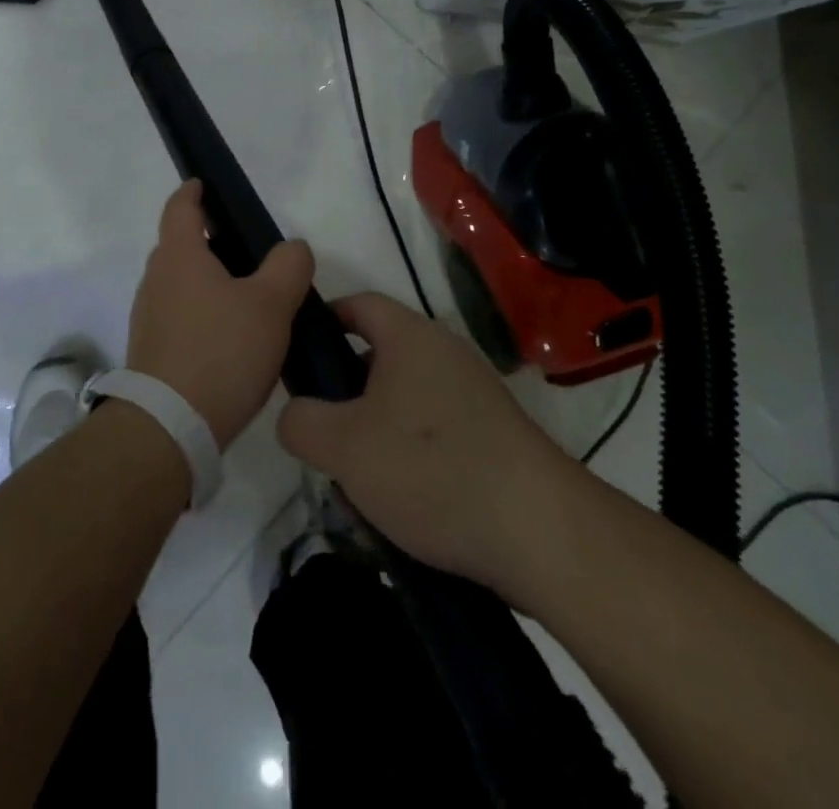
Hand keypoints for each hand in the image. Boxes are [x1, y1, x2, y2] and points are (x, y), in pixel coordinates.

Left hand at [126, 180, 313, 450]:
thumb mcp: (270, 305)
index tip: (203, 184)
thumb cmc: (221, 352)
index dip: (193, 192)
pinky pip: (180, 316)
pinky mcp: (152, 350)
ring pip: (182, 284)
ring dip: (210, 282)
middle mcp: (156, 279)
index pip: (180, 207)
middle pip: (181, 246)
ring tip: (250, 299)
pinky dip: (203, 314)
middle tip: (251, 252)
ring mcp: (149, 316)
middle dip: (211, 242)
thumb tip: (292, 248)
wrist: (169, 427)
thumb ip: (288, 267)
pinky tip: (233, 339)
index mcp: (179, 256)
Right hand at [276, 293, 579, 601]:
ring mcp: (474, 396)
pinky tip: (399, 504)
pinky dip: (409, 457)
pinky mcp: (494, 438)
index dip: (323, 320)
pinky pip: (434, 432)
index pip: (358, 304)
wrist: (543, 535)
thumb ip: (300, 422)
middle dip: (344, 393)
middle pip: (378, 357)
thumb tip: (294, 415)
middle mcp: (445, 354)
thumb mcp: (344, 447)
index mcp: (411, 337)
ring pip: (403, 402)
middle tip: (319, 431)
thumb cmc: (431, 469)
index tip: (296, 355)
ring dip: (374, 433)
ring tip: (354, 481)